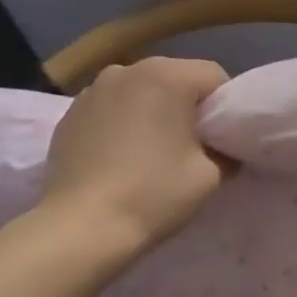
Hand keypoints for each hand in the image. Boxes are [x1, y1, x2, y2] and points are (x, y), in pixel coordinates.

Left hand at [41, 57, 232, 249]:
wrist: (83, 226)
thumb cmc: (153, 194)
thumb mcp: (209, 177)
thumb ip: (225, 152)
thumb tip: (222, 149)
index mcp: (167, 76)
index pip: (213, 76)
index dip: (226, 106)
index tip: (222, 139)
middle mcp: (127, 70)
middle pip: (174, 79)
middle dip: (187, 107)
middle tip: (192, 147)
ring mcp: (92, 89)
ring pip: (139, 92)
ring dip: (152, 112)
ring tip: (151, 152)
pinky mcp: (70, 113)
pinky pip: (110, 109)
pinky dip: (121, 124)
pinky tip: (119, 158)